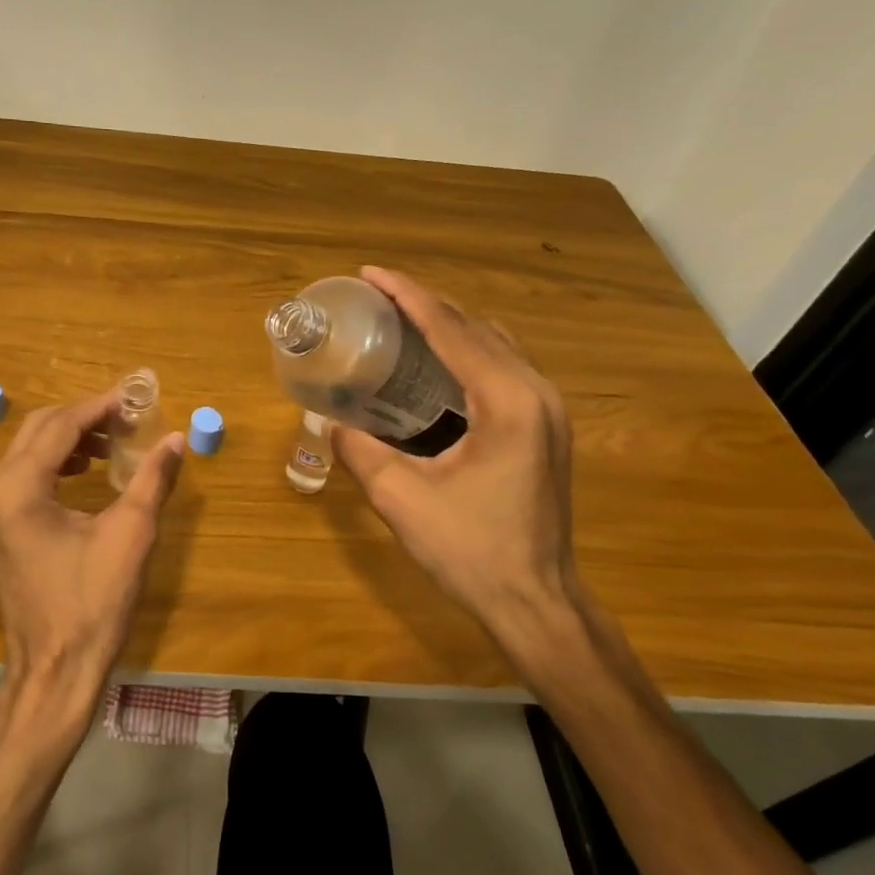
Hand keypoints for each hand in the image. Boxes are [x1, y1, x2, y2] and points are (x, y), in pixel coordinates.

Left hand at [0, 392, 185, 714]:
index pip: (60, 426)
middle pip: (38, 430)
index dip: (99, 407)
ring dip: (69, 439)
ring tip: (113, 445)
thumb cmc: (92, 604)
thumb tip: (175, 440)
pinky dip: (55, 463)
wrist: (54, 671)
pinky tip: (86, 473)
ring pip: (28, 451)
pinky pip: (23, 476)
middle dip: (83, 418)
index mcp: (19, 489)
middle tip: (126, 419)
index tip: (134, 398)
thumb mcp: (130, 536)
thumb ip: (152, 480)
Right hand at [331, 266, 594, 680]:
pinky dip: (468, 351)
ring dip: (450, 325)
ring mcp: (548, 410)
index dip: (408, 296)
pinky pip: (504, 368)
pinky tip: (436, 365)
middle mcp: (536, 392)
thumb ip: (359, 451)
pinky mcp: (546, 428)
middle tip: (378, 297)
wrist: (536, 601)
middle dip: (427, 304)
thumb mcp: (400, 498)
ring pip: (496, 344)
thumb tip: (327, 422)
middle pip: (478, 327)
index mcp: (507, 401)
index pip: (452, 329)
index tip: (370, 274)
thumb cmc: (470, 551)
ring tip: (402, 322)